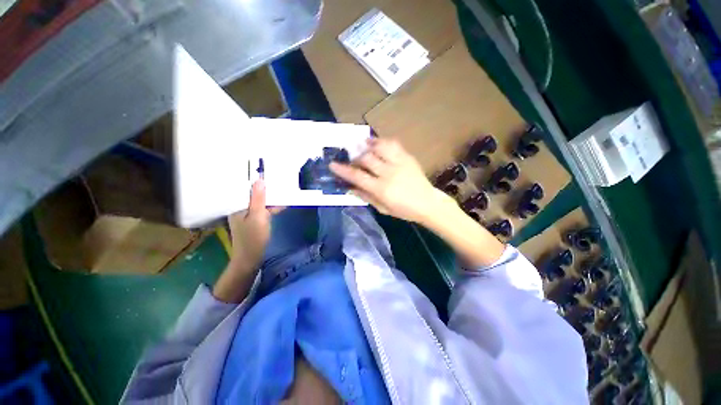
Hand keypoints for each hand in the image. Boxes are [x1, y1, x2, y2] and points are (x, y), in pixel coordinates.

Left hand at [228, 179, 282, 269]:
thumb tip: (260, 180)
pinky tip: (281, 205)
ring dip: (270, 198)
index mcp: (236, 205)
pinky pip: (262, 209)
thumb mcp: (258, 216)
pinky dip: (270, 207)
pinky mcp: (253, 220)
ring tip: (282, 191)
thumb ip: (258, 198)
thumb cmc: (253, 237)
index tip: (267, 173)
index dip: (256, 180)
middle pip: (252, 194)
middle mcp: (239, 207)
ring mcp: (246, 214)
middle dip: (265, 188)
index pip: (244, 187)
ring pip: (258, 201)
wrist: (251, 258)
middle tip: (278, 180)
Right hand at [330, 138, 447, 223]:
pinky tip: (376, 143)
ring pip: (379, 147)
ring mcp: (399, 163)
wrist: (427, 203)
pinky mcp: (407, 157)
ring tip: (361, 145)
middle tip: (351, 159)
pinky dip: (382, 141)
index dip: (343, 170)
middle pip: (366, 159)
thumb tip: (349, 187)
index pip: (357, 176)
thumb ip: (365, 196)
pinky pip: (393, 144)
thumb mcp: (382, 208)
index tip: (332, 164)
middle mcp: (389, 173)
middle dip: (355, 157)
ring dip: (367, 145)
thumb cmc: (403, 210)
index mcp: (381, 189)